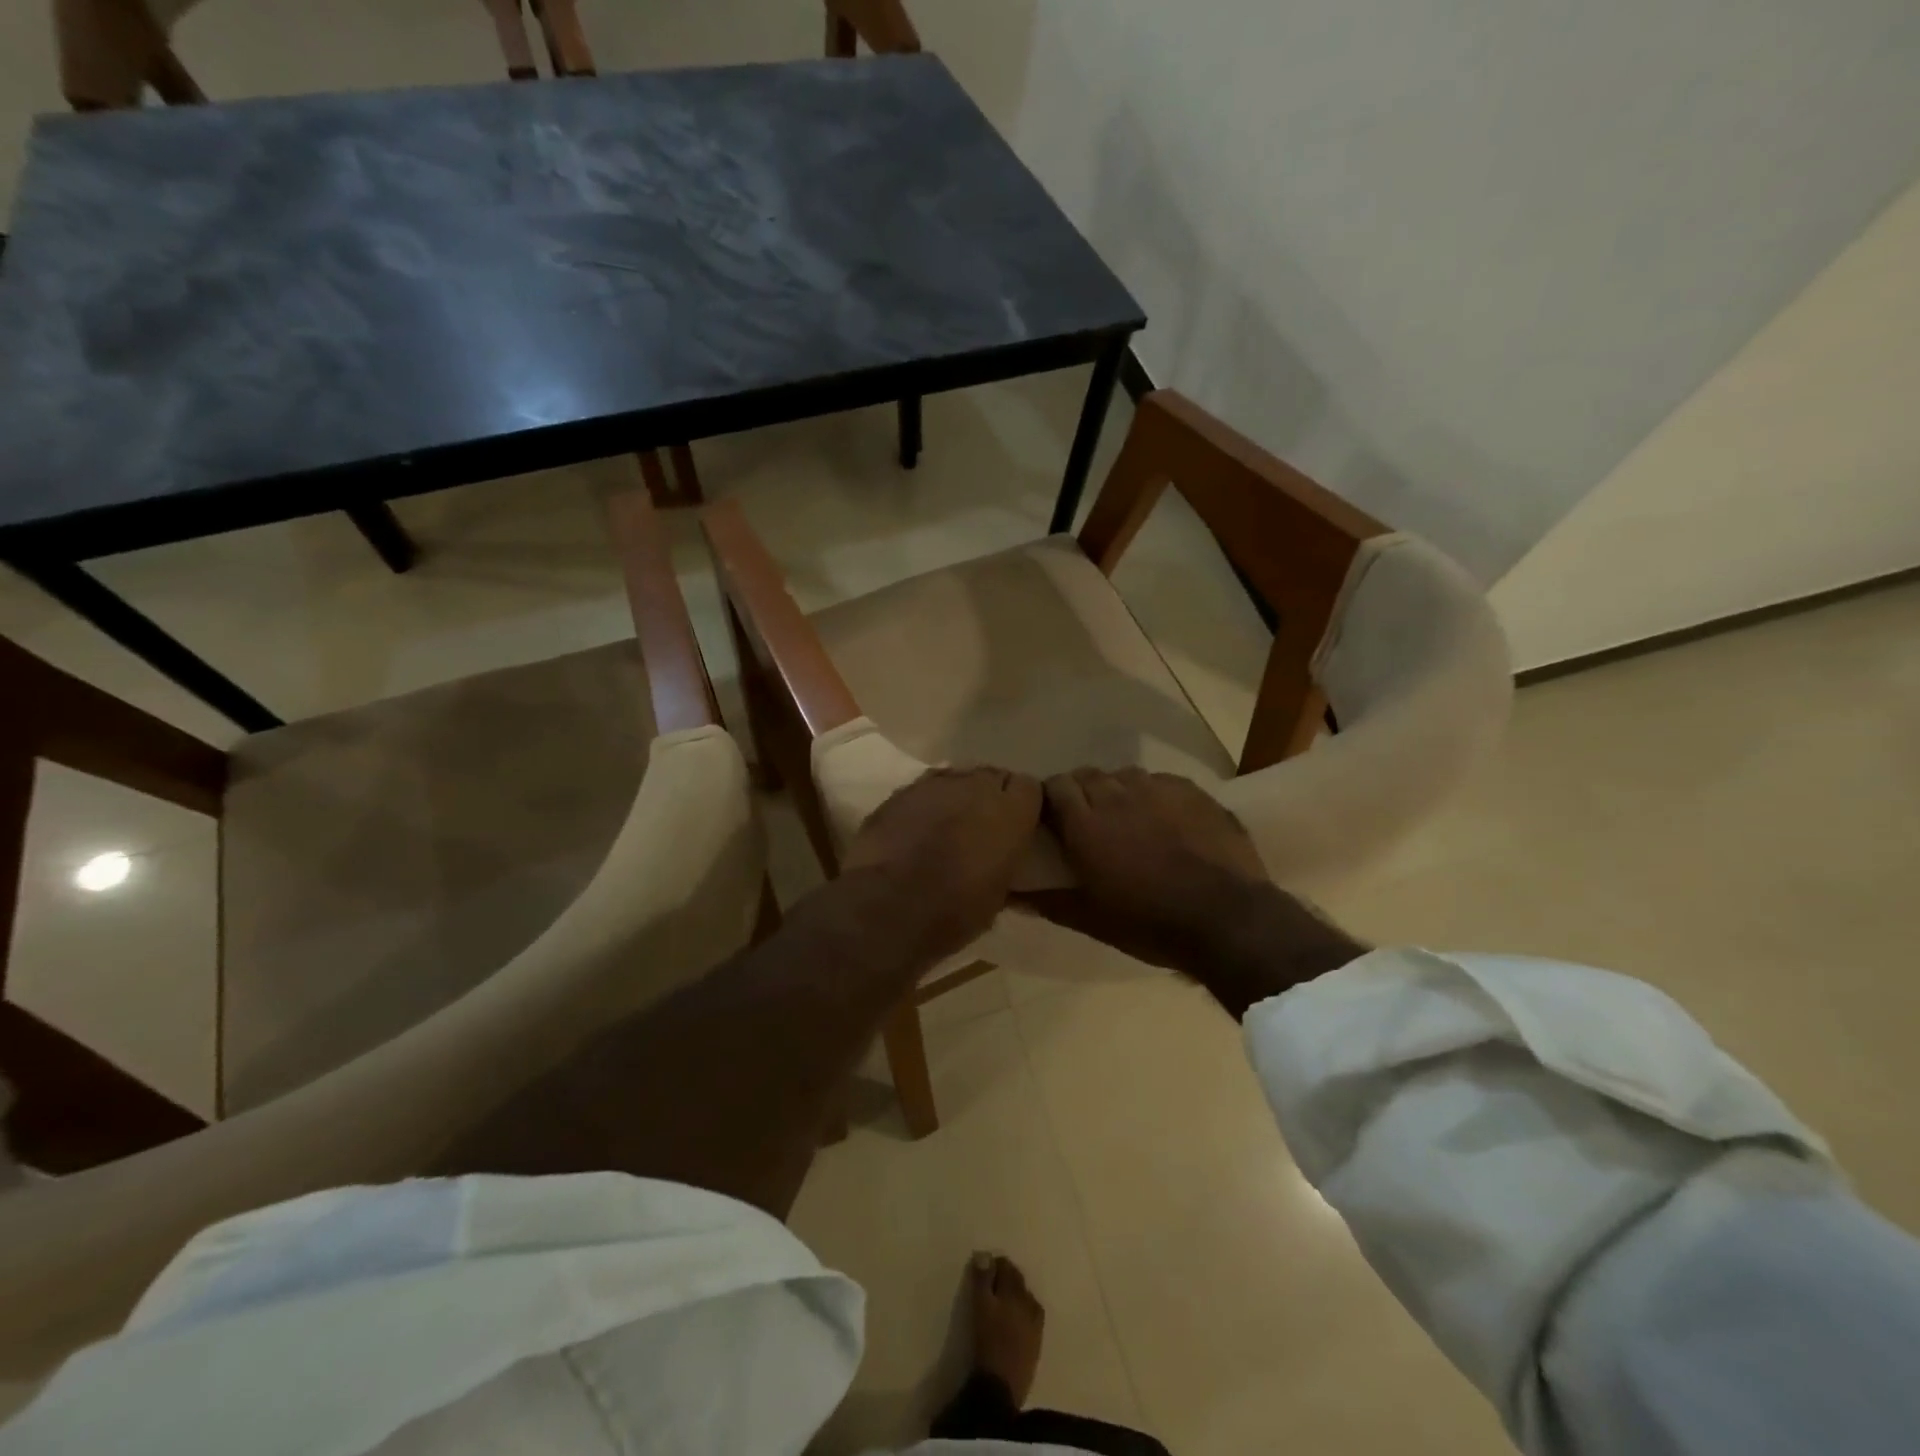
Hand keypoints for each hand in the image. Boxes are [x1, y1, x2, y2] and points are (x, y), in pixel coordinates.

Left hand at [841, 766, 1042, 965]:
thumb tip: (999, 863)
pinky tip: (917, 829)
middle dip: (989, 797)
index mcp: (1010, 811)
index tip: (1017, 826)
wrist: (887, 907)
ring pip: (956, 779)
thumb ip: (1004, 864)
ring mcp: (933, 785)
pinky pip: (923, 790)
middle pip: (992, 777)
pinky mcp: (900, 792)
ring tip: (948, 826)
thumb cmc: (954, 911)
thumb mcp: (997, 895)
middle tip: (982, 827)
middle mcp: (975, 786)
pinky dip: (925, 805)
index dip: (1023, 806)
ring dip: (957, 797)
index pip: (1030, 788)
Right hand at [1033, 767, 1271, 970]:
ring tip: (1127, 817)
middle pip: (1088, 775)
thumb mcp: (1092, 919)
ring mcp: (1158, 789)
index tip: (1052, 816)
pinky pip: (1162, 782)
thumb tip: (1010, 897)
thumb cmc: (1149, 923)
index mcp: (1086, 824)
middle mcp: (1117, 796)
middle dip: (1082, 791)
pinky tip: (1164, 818)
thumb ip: (1049, 902)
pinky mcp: (1193, 791)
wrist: (1227, 919)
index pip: (1055, 786)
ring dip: (1118, 790)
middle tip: (1088, 819)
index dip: (1050, 797)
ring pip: (1125, 775)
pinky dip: (1153, 795)